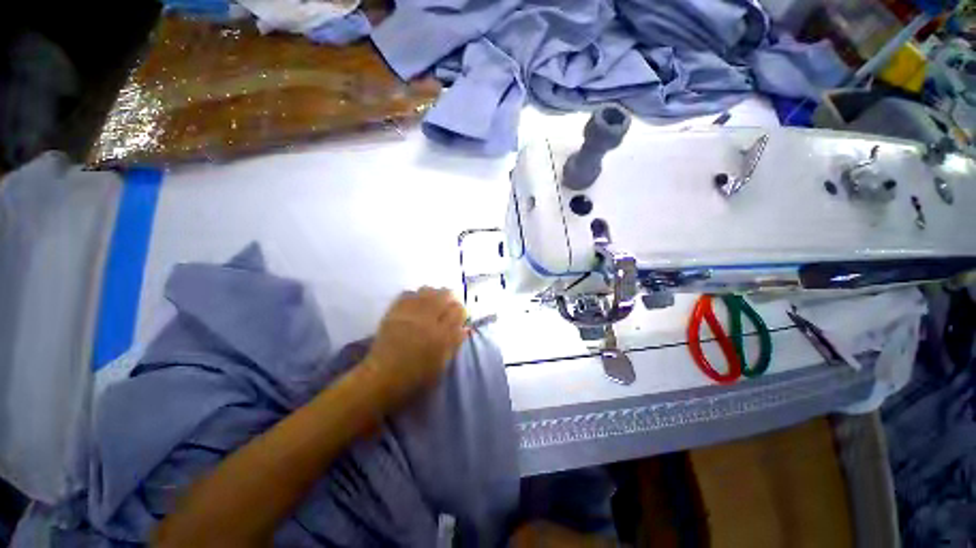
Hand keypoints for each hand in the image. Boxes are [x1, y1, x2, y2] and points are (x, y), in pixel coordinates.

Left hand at [362, 287, 466, 406]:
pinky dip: (415, 295)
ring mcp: (409, 314)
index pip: (458, 310)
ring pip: (427, 290)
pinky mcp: (393, 312)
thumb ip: (454, 343)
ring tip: (432, 302)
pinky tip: (416, 302)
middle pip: (444, 294)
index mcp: (441, 335)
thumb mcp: (442, 365)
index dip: (460, 310)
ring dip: (433, 294)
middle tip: (448, 304)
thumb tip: (465, 328)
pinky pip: (407, 294)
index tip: (459, 314)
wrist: (382, 378)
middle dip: (449, 297)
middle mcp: (427, 320)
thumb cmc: (417, 376)